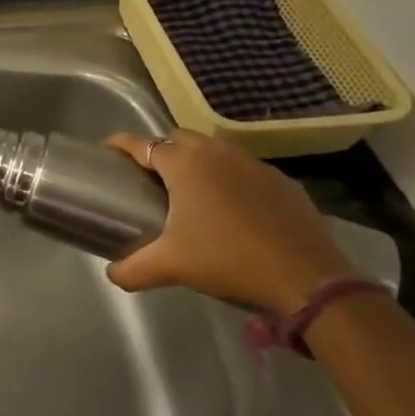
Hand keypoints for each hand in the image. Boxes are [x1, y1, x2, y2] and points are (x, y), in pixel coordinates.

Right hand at [103, 131, 360, 316]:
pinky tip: (232, 210)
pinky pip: (245, 171)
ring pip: (214, 151)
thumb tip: (112, 274)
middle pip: (178, 138)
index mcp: (184, 164)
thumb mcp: (171, 266)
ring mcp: (253, 164)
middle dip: (160, 150)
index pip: (141, 143)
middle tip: (149, 178)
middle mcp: (216, 153)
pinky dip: (230, 181)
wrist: (307, 277)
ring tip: (190, 192)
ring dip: (197, 163)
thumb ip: (133, 268)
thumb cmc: (227, 259)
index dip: (119, 145)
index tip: (107, 152)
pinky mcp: (282, 181)